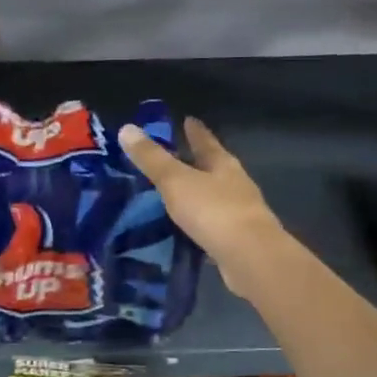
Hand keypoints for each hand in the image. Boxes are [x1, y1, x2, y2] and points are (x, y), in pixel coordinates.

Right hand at [118, 118, 287, 300]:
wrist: (250, 257)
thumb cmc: (213, 210)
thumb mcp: (176, 181)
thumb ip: (152, 158)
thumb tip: (126, 128)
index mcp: (222, 165)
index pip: (206, 141)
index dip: (195, 131)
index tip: (188, 119)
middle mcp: (234, 184)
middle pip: (213, 168)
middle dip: (195, 162)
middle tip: (173, 158)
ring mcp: (239, 213)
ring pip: (213, 197)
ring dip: (196, 194)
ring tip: (172, 195)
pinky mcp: (236, 240)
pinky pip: (211, 225)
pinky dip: (197, 224)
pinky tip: (184, 229)